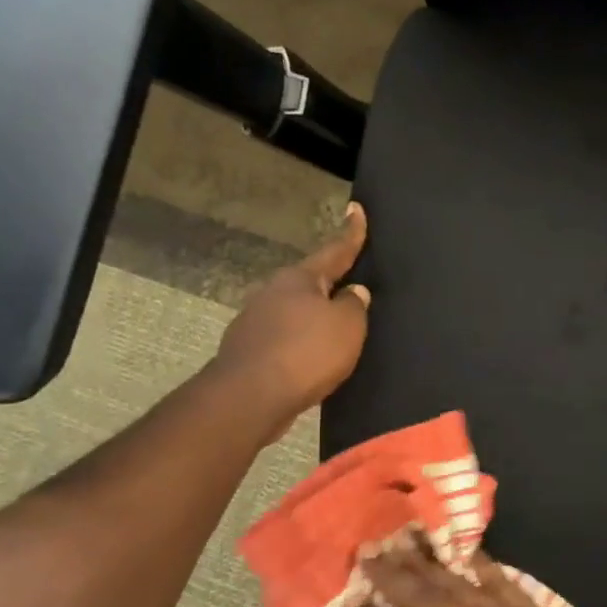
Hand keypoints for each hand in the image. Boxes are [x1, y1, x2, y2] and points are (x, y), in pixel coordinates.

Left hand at [214, 202, 370, 425]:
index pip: (334, 250)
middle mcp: (274, 292)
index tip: (356, 209)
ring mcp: (257, 321)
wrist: (249, 397)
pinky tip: (312, 359)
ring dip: (314, 318)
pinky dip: (302, 344)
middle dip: (330, 284)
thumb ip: (354, 305)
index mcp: (300, 279)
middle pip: (310, 282)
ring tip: (336, 330)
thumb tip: (354, 292)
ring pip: (295, 312)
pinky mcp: (250, 351)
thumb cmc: (306, 353)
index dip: (350, 233)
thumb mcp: (347, 327)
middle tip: (352, 284)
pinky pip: (286, 339)